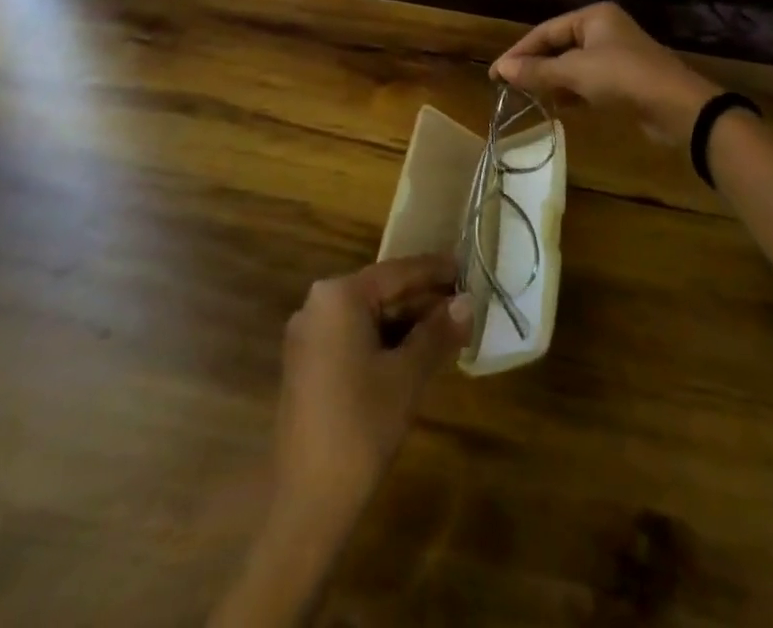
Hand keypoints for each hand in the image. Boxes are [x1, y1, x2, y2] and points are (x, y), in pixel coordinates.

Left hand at [273, 255, 472, 525]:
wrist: (304, 502)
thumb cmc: (360, 426)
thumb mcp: (408, 376)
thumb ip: (438, 332)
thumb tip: (467, 301)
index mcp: (339, 296)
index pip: (397, 272)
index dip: (435, 271)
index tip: (467, 268)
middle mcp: (317, 305)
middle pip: (381, 292)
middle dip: (423, 300)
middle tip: (465, 305)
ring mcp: (308, 336)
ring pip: (368, 317)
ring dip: (406, 323)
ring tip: (449, 330)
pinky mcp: (307, 365)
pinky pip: (353, 337)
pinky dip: (384, 342)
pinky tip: (415, 355)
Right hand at [491, 2, 716, 146]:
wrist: (677, 108)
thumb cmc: (623, 77)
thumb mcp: (575, 72)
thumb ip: (537, 71)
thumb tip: (501, 69)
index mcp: (593, 17)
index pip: (545, 30)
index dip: (519, 51)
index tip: (496, 73)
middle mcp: (604, 30)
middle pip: (558, 46)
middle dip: (534, 66)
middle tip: (507, 86)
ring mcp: (615, 55)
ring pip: (572, 65)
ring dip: (551, 80)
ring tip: (526, 97)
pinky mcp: (623, 80)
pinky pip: (587, 82)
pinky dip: (570, 91)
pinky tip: (556, 106)